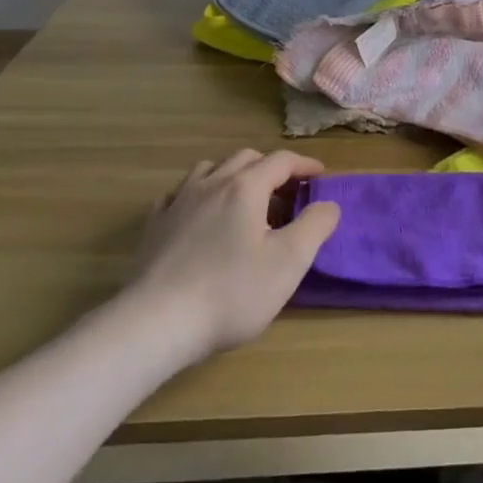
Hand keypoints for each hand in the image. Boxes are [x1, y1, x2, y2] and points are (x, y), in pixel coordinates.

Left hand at [125, 149, 340, 366]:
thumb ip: (315, 226)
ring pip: (210, 169)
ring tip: (244, 199)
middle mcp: (212, 183)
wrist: (155, 324)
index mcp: (246, 187)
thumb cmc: (230, 291)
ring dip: (233, 175)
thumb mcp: (289, 262)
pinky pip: (178, 194)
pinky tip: (199, 214)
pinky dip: (197, 195)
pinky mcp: (154, 227)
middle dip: (271, 168)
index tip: (320, 176)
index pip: (282, 161)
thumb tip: (328, 204)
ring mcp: (178, 202)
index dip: (305, 165)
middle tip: (286, 192)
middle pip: (246, 158)